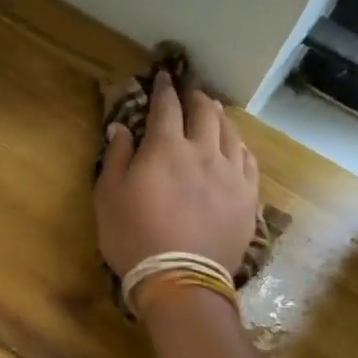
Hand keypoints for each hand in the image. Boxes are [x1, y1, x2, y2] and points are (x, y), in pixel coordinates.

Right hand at [95, 72, 260, 278]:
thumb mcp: (108, 195)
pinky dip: (240, 146)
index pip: (166, 107)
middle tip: (189, 92)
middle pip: (205, 112)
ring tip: (214, 113)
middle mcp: (203, 151)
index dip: (163, 89)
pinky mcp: (247, 197)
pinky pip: (249, 161)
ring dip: (220, 118)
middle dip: (195, 97)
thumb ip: (117, 156)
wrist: (180, 279)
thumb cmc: (133, 236)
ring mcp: (231, 174)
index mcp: (166, 147)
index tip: (162, 77)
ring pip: (231, 133)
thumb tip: (121, 127)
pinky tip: (236, 147)